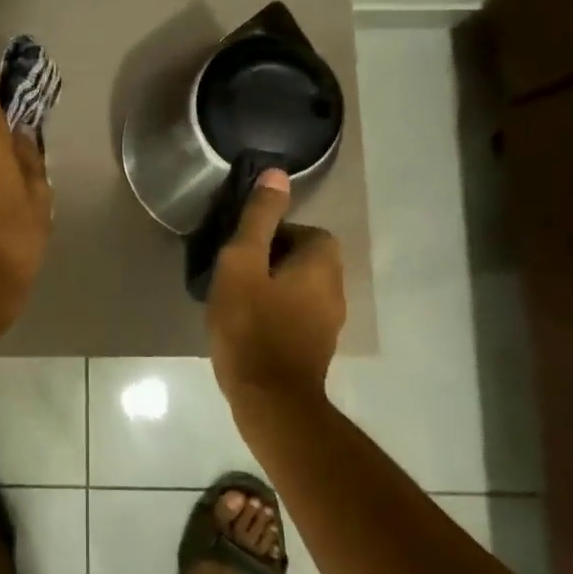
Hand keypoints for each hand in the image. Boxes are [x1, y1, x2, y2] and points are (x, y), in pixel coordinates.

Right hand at [206, 168, 346, 404]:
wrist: (270, 399)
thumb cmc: (251, 325)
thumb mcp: (243, 263)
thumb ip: (259, 218)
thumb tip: (277, 173)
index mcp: (322, 265)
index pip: (307, 232)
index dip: (275, 234)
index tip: (244, 250)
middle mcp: (335, 290)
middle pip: (305, 259)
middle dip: (273, 260)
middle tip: (237, 274)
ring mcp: (329, 324)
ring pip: (301, 289)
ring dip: (274, 288)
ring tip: (239, 300)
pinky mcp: (317, 350)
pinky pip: (298, 315)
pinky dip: (277, 313)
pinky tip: (249, 327)